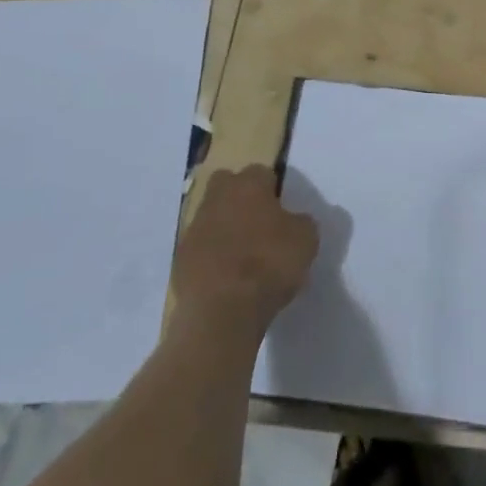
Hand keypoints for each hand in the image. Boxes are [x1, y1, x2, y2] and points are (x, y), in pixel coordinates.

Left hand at [171, 165, 318, 341]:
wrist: (221, 311)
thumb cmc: (269, 265)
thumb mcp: (305, 240)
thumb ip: (300, 222)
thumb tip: (293, 221)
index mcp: (249, 184)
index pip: (262, 173)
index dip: (272, 190)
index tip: (281, 211)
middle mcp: (218, 196)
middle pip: (227, 185)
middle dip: (240, 198)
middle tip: (257, 224)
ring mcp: (194, 227)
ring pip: (211, 216)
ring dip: (223, 228)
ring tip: (242, 256)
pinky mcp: (179, 259)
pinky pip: (199, 248)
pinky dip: (210, 256)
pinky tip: (224, 277)